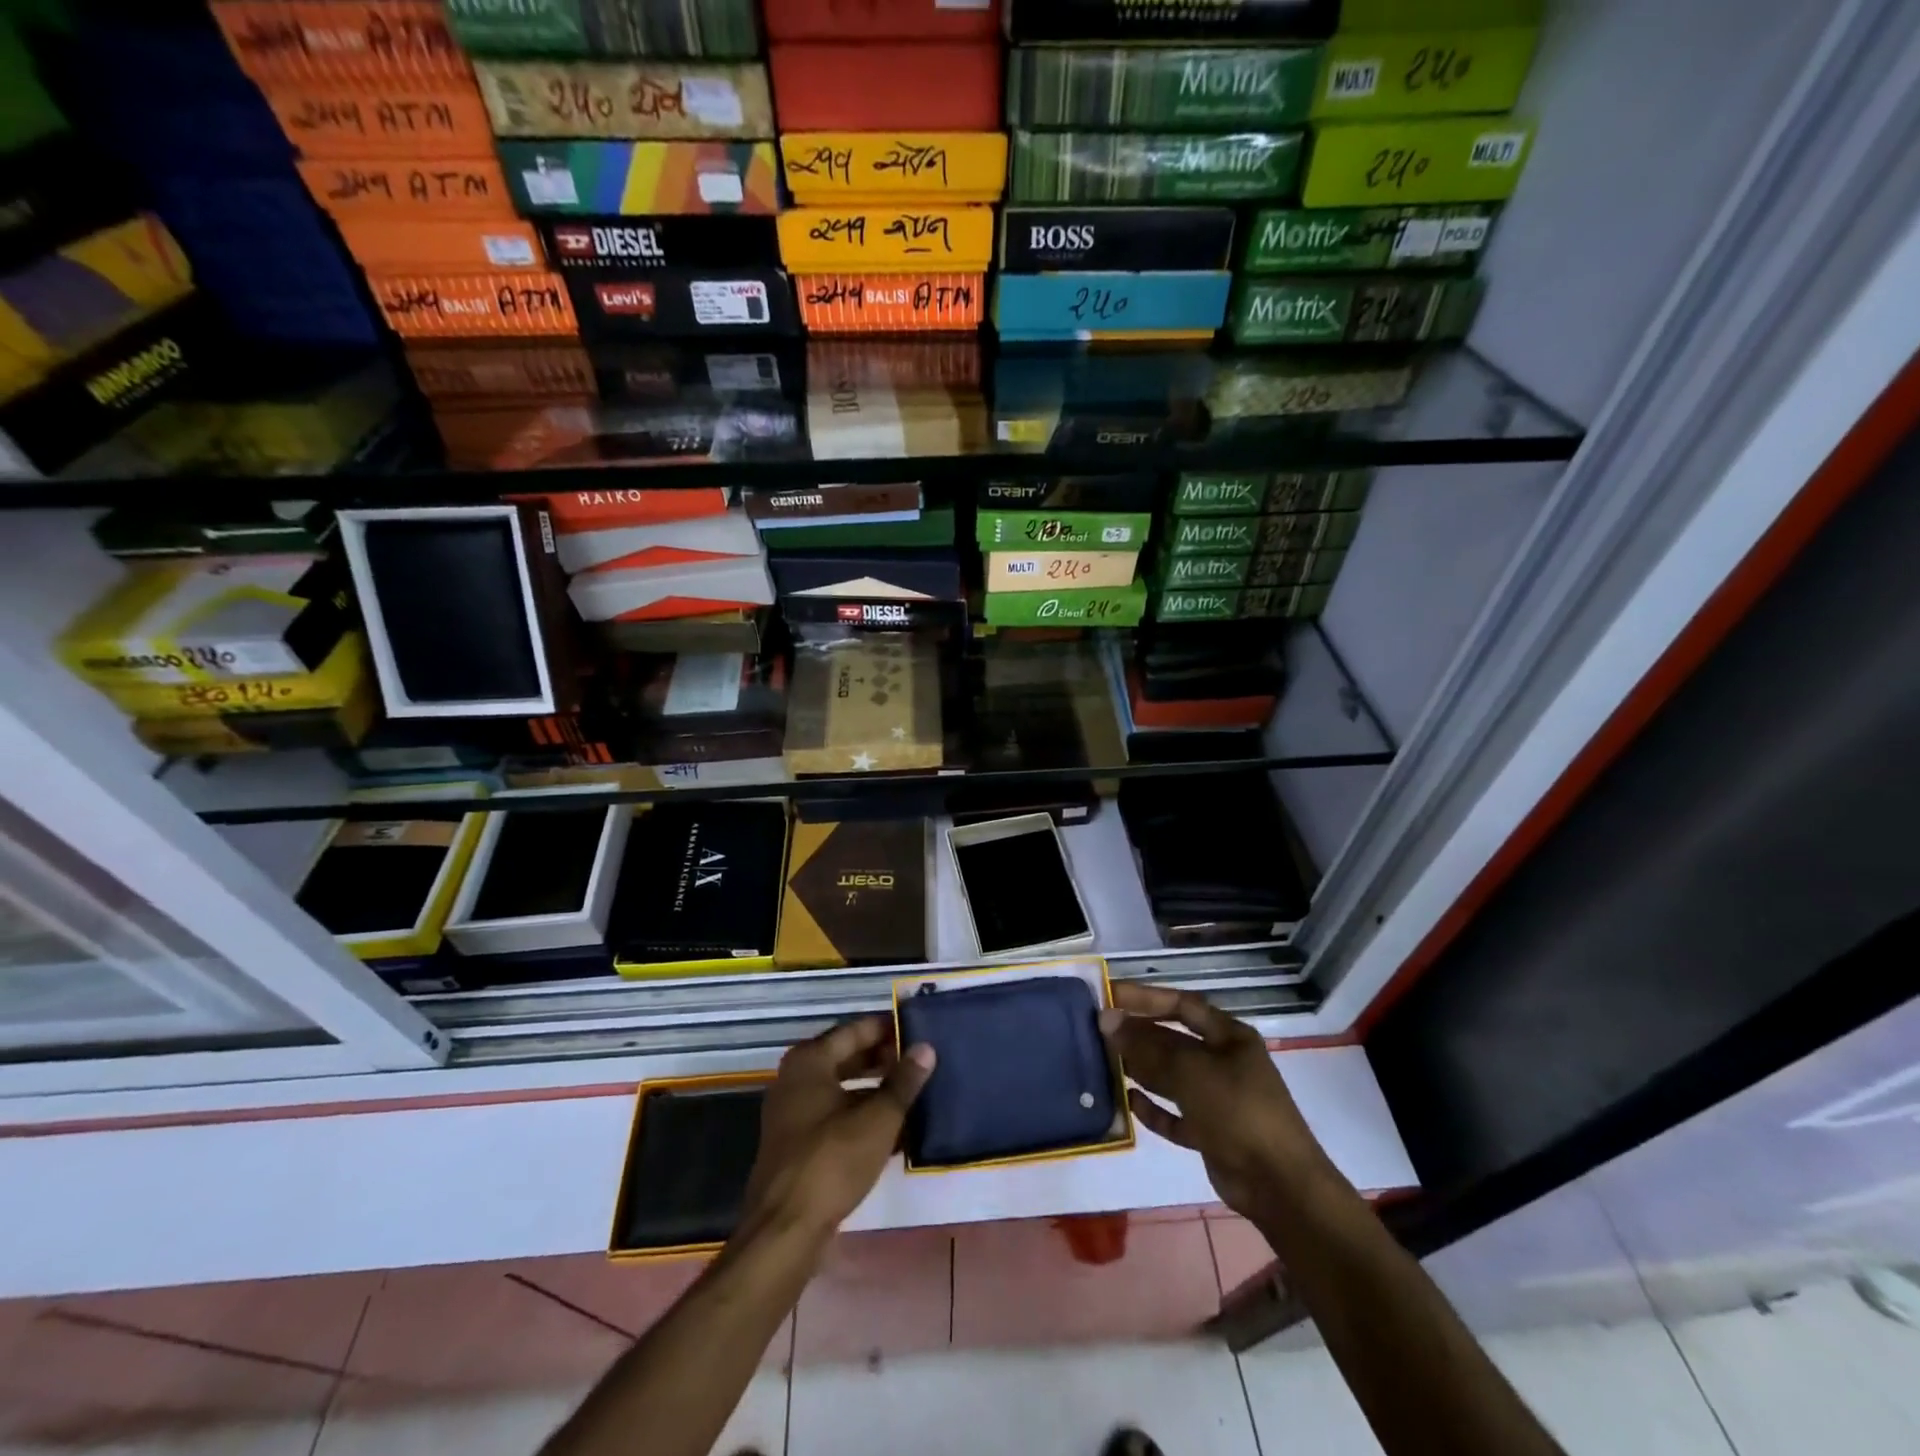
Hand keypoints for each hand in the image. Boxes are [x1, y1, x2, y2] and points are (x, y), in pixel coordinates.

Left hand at [737, 1016, 935, 1248]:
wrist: (785, 1230)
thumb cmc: (832, 1161)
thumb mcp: (878, 1119)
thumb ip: (903, 1081)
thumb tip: (926, 1048)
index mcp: (810, 1061)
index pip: (855, 1030)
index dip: (887, 1029)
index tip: (918, 1030)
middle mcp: (795, 1079)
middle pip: (846, 1057)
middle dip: (883, 1060)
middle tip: (920, 1062)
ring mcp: (792, 1113)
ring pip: (842, 1089)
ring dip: (875, 1090)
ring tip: (913, 1093)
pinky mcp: (797, 1144)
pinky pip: (835, 1116)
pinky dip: (861, 1116)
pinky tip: (893, 1129)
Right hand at [1100, 983, 1335, 1223]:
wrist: (1279, 1185)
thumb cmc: (1238, 1111)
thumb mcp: (1190, 1071)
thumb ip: (1147, 1046)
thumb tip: (1107, 1020)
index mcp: (1228, 1037)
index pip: (1180, 1004)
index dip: (1145, 998)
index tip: (1109, 996)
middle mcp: (1223, 1062)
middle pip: (1173, 1040)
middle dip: (1138, 1036)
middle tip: (1098, 1033)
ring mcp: (1218, 1099)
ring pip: (1171, 1077)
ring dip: (1141, 1070)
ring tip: (1103, 1063)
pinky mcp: (1210, 1133)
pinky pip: (1174, 1114)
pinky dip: (1153, 1109)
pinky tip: (1127, 1102)